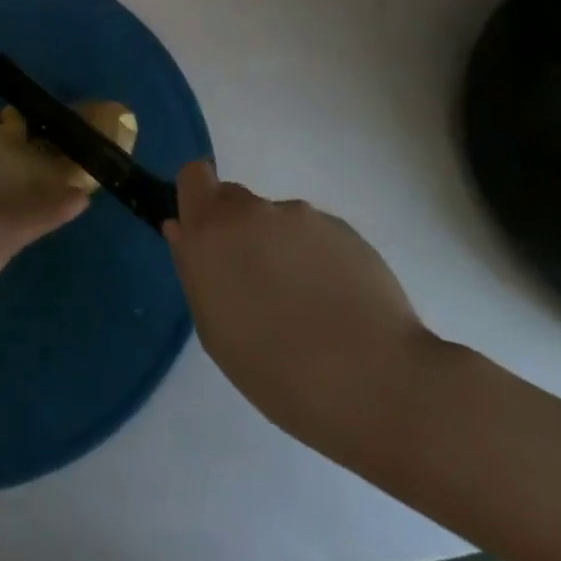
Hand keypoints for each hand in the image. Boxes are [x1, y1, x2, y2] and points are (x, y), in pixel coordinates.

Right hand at [164, 161, 436, 459]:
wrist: (377, 384)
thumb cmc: (277, 372)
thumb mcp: (215, 331)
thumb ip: (195, 270)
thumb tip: (183, 229)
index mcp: (211, 231)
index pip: (193, 176)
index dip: (198, 200)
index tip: (207, 238)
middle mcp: (252, 212)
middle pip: (234, 200)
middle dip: (238, 231)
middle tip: (257, 285)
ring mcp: (302, 217)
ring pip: (277, 222)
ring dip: (280, 249)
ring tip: (308, 306)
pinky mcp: (344, 230)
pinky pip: (315, 236)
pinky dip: (318, 260)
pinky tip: (338, 305)